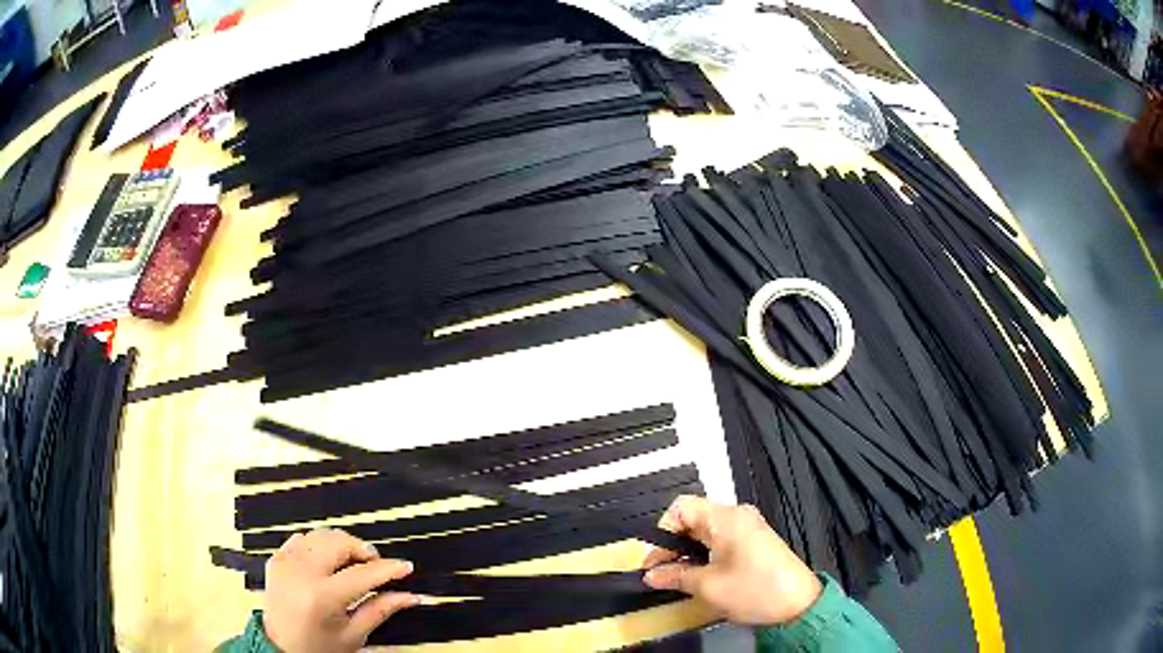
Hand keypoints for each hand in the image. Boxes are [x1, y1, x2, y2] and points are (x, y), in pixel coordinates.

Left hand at [263, 529, 418, 652]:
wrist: (280, 648)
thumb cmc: (318, 647)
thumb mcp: (354, 635)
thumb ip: (381, 610)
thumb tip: (409, 596)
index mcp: (321, 597)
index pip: (362, 573)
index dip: (388, 568)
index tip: (405, 567)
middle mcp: (300, 573)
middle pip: (339, 542)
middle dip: (363, 550)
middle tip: (376, 565)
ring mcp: (285, 563)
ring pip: (321, 535)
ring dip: (342, 545)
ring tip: (353, 563)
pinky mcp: (276, 559)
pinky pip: (302, 538)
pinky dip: (319, 545)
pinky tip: (328, 562)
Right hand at [642, 496, 821, 625]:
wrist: (798, 604)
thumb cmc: (753, 590)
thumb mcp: (708, 586)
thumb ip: (674, 576)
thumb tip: (650, 575)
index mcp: (725, 518)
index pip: (681, 507)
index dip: (662, 532)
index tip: (655, 560)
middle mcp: (737, 515)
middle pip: (693, 518)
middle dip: (672, 544)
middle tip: (659, 573)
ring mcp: (748, 526)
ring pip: (705, 530)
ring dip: (687, 551)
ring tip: (677, 577)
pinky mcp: (754, 540)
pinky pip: (720, 538)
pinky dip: (704, 553)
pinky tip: (699, 574)